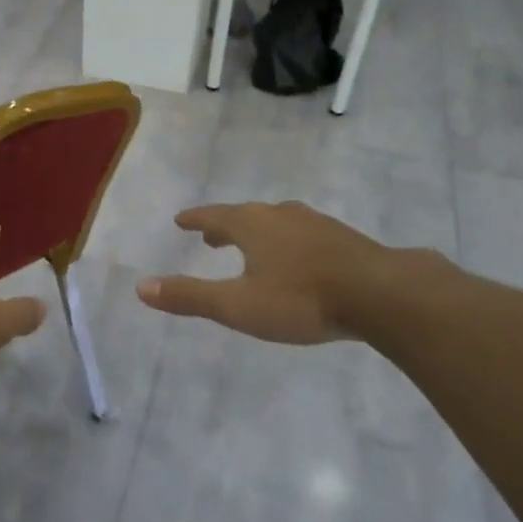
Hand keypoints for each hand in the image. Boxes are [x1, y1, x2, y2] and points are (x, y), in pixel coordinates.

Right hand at [136, 201, 445, 344]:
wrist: (382, 294)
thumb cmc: (302, 299)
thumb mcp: (238, 306)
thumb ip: (190, 297)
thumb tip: (140, 286)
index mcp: (251, 225)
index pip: (214, 216)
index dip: (195, 219)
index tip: (181, 220)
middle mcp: (281, 215)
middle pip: (245, 216)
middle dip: (225, 227)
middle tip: (210, 238)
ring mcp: (316, 224)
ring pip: (277, 223)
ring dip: (258, 233)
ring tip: (252, 247)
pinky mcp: (343, 239)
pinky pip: (303, 234)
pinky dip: (288, 242)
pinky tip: (299, 259)